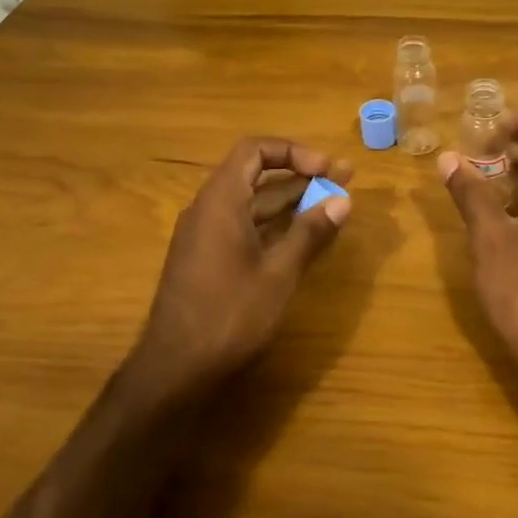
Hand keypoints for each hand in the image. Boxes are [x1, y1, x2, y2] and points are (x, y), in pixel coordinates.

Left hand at [129, 137, 351, 399]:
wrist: (176, 367)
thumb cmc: (229, 314)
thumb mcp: (279, 273)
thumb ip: (310, 232)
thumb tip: (342, 200)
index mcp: (221, 201)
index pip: (254, 150)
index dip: (293, 152)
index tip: (326, 169)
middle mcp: (208, 209)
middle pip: (255, 174)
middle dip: (300, 175)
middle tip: (342, 179)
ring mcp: (203, 235)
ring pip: (250, 202)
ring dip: (289, 200)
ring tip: (331, 203)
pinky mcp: (205, 258)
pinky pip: (242, 225)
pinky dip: (272, 224)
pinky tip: (301, 236)